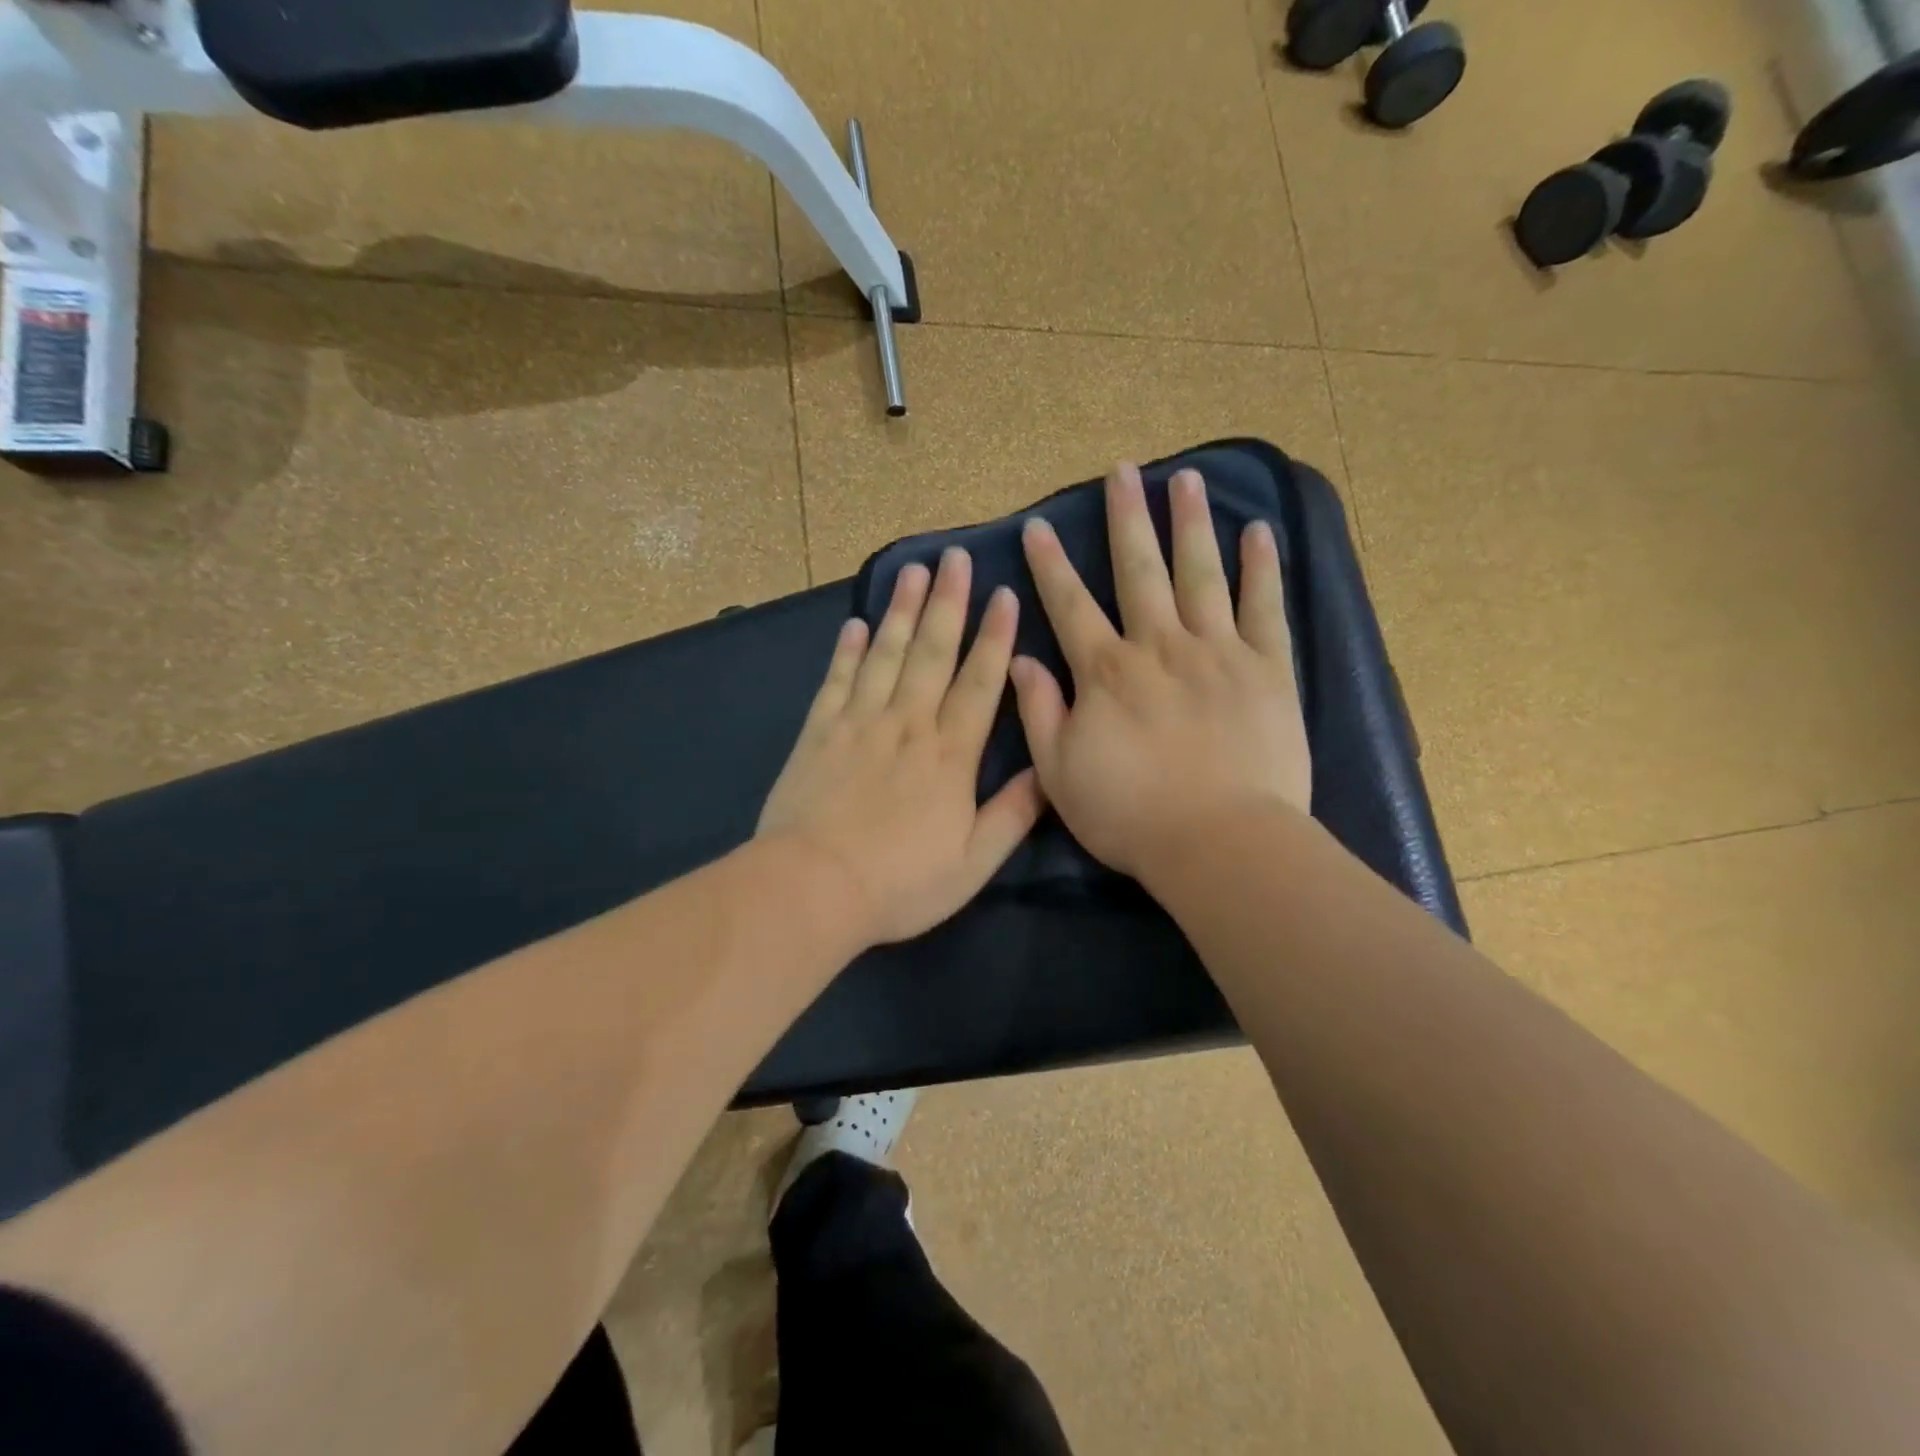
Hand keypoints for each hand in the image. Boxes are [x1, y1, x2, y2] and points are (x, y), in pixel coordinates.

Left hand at [758, 548, 1044, 948]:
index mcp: (949, 755)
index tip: (1003, 595)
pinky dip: (846, 651)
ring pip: (885, 655)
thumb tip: (1046, 770)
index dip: (994, 638)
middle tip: (955, 557)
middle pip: (931, 654)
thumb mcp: (973, 863)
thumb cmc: (900, 883)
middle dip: (948, 603)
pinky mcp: (819, 733)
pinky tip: (855, 624)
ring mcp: (859, 724)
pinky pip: (836, 681)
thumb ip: (1013, 814)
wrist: (813, 887)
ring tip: (914, 571)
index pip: (979, 684)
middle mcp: (907, 725)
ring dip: (902, 612)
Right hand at [1010, 463, 1310, 879]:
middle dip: (1127, 519)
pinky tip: (1257, 532)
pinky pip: (1264, 608)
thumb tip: (1021, 660)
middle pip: (1139, 570)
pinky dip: (1260, 568)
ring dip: (1189, 523)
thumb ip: (1039, 712)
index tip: (1039, 526)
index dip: (1051, 565)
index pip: (1070, 605)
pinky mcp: (1267, 669)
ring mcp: (1218, 652)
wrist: (1218, 842)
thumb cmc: (1130, 815)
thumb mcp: (1060, 774)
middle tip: (1122, 471)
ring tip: (1184, 478)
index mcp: (1106, 672)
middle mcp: (1159, 646)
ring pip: (1200, 574)